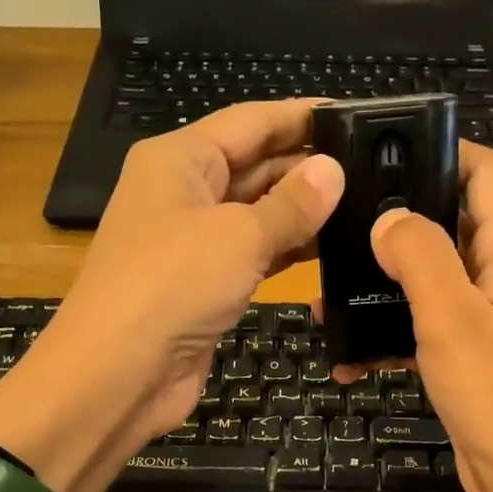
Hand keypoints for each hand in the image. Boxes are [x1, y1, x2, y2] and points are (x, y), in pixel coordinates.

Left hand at [0, 102, 343, 491]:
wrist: (118, 375)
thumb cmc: (172, 286)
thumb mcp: (238, 236)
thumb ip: (292, 204)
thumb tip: (333, 171)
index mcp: (180, 159)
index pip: (250, 121)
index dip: (301, 117)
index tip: (355, 117)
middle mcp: (184, 192)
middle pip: (254, 164)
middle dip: (308, 167)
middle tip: (375, 167)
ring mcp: (193, 241)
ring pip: (257, 213)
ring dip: (303, 212)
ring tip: (367, 205)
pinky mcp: (205, 284)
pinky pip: (253, 254)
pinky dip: (288, 250)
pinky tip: (332, 248)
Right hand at [341, 143, 492, 491]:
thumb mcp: (454, 319)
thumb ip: (421, 257)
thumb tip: (387, 217)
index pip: (486, 174)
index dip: (445, 149)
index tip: (386, 149)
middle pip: (448, 225)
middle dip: (395, 221)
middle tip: (338, 222)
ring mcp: (483, 320)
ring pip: (427, 282)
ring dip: (381, 286)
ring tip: (327, 293)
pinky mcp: (466, 359)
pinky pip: (420, 331)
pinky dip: (386, 337)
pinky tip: (346, 357)